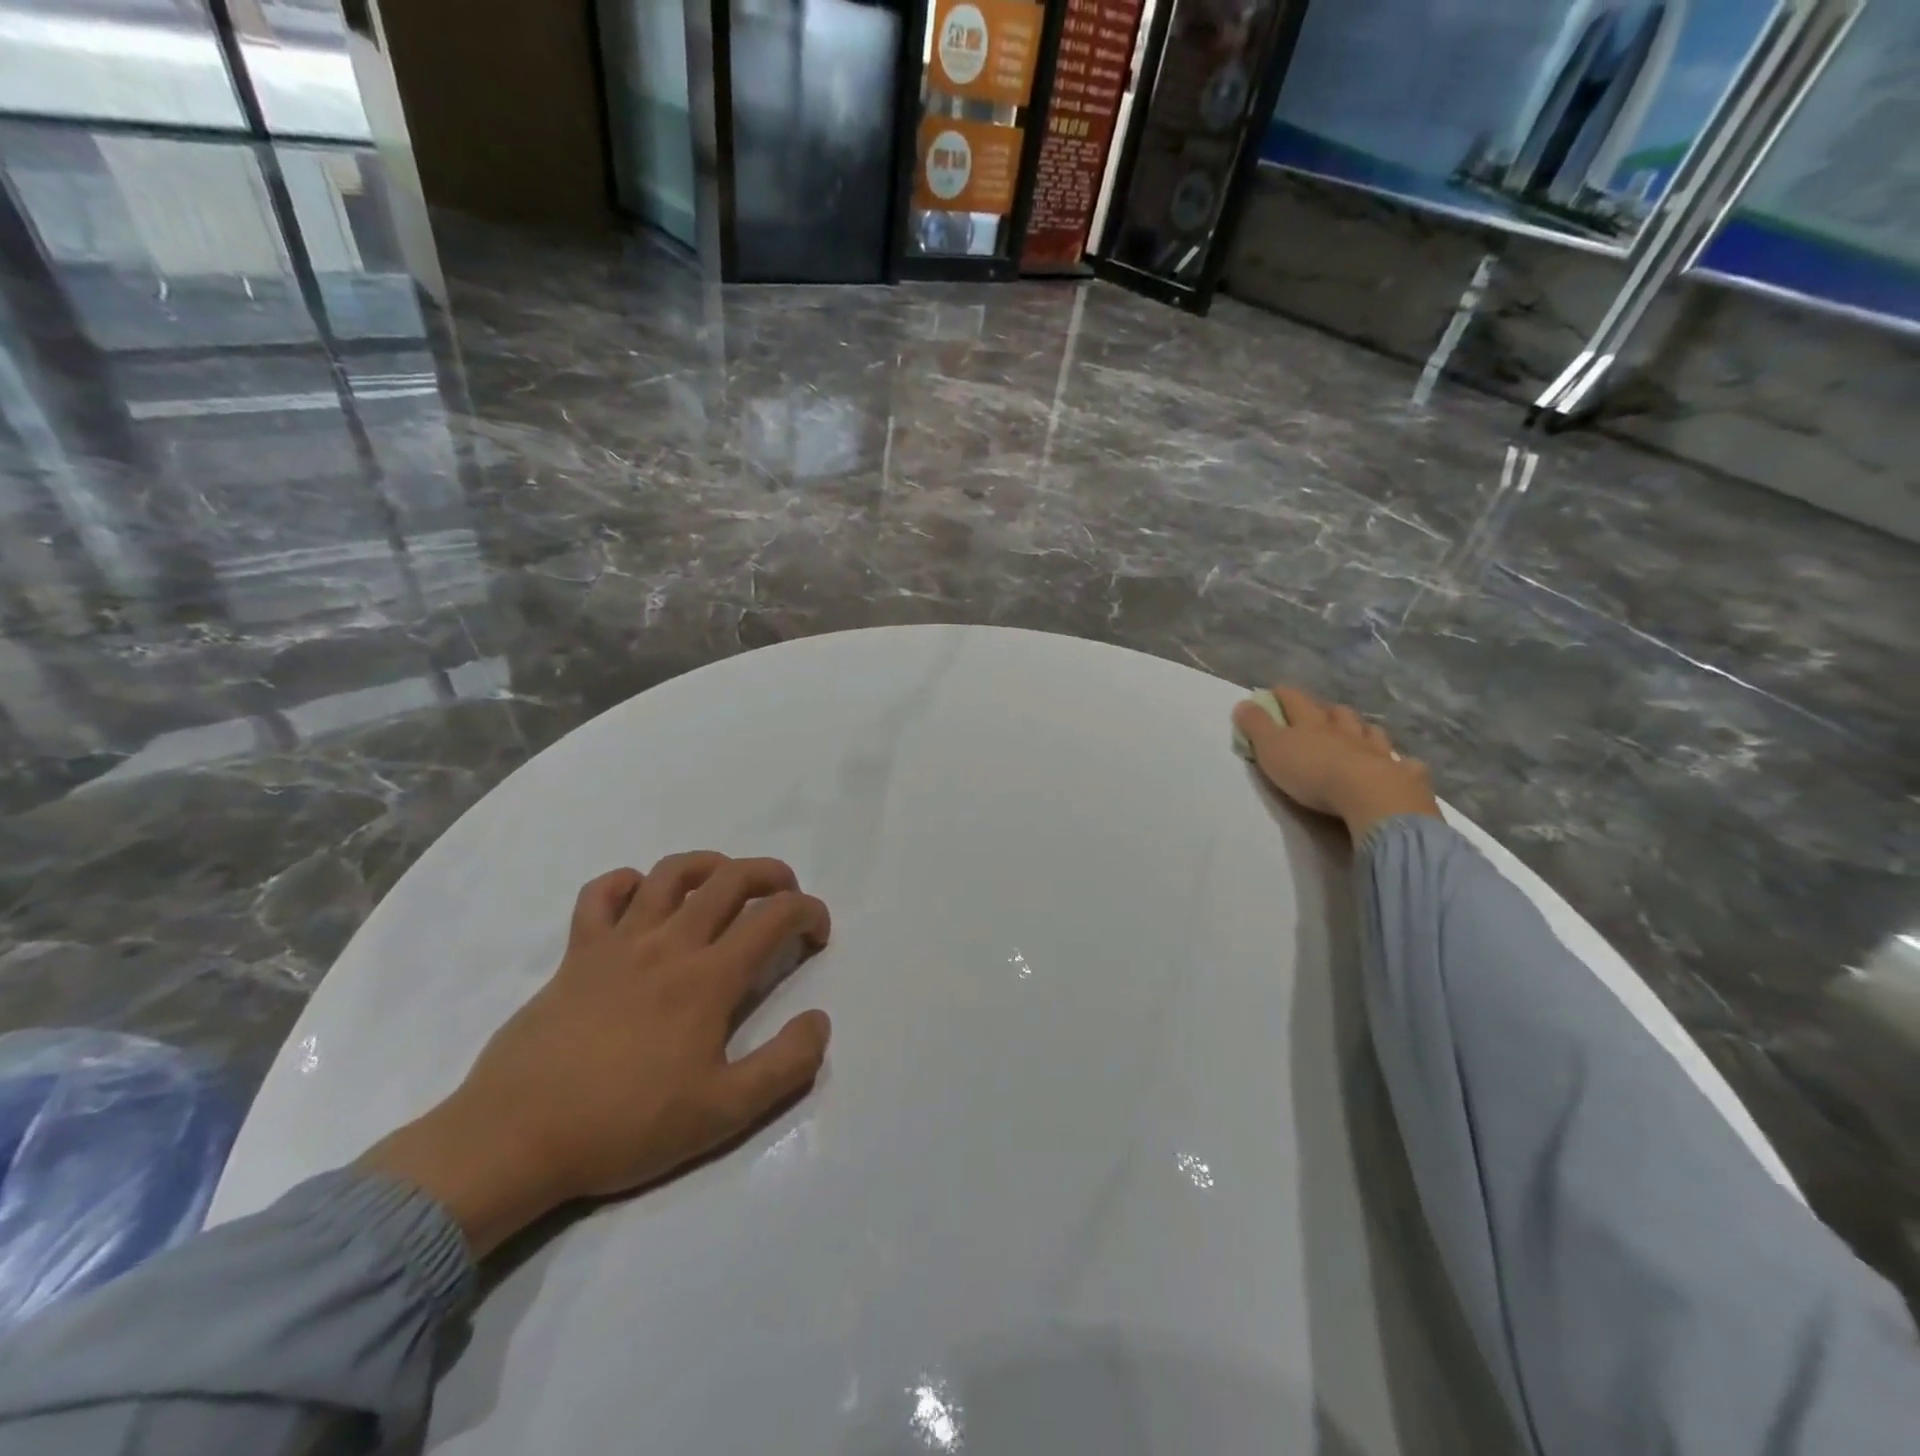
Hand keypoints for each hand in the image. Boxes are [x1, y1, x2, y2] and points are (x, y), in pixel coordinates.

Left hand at [361, 853, 831, 1255]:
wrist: (516, 1140)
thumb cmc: (626, 1126)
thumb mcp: (723, 1114)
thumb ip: (785, 1066)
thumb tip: (819, 1021)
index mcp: (709, 978)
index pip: (775, 917)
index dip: (808, 913)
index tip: (817, 934)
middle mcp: (669, 944)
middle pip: (730, 879)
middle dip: (770, 874)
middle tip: (785, 894)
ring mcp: (618, 942)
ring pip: (671, 873)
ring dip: (709, 865)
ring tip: (725, 882)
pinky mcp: (576, 954)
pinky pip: (600, 895)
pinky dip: (626, 883)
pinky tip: (641, 896)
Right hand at [1232, 685, 1441, 840]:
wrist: (1370, 797)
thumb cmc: (1312, 772)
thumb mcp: (1272, 748)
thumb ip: (1256, 726)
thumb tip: (1242, 703)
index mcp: (1312, 723)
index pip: (1295, 700)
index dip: (1283, 694)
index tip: (1275, 691)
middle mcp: (1346, 731)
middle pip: (1337, 713)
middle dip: (1327, 711)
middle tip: (1321, 714)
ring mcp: (1378, 751)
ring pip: (1370, 733)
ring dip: (1363, 731)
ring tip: (1359, 734)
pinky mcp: (1402, 775)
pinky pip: (1404, 764)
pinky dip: (1400, 762)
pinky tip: (1401, 765)